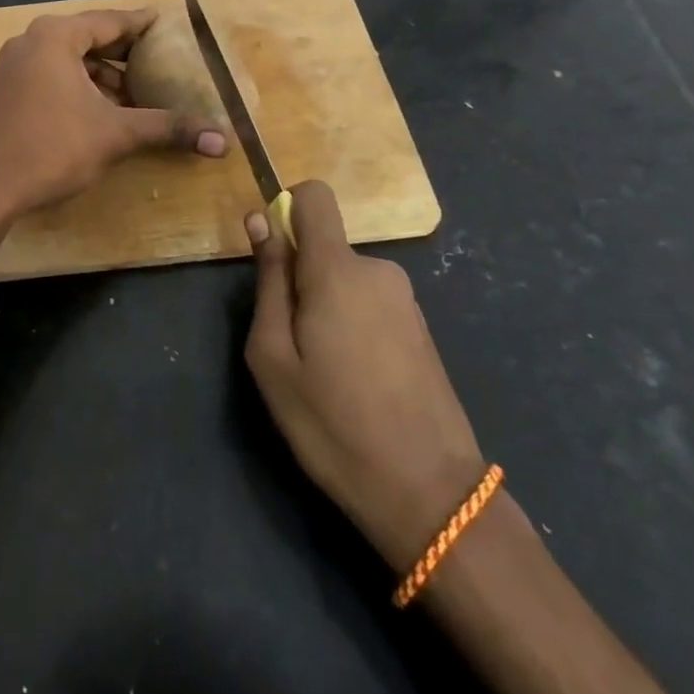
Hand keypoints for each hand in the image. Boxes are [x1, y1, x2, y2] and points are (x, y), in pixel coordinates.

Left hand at [0, 9, 225, 220]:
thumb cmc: (51, 147)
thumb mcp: (115, 134)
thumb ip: (167, 128)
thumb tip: (223, 139)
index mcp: (56, 36)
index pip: (110, 21)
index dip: (142, 24)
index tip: (167, 24)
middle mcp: (32, 41)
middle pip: (89, 39)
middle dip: (125, 54)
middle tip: (160, 61)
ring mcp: (15, 66)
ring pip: (70, 61)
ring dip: (102, 76)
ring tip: (136, 94)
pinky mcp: (8, 91)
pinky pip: (53, 76)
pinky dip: (80, 87)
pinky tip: (102, 111)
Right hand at [243, 180, 485, 568]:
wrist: (431, 497)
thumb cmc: (334, 424)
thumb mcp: (274, 357)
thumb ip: (269, 281)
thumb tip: (262, 221)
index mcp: (337, 270)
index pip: (314, 196)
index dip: (287, 210)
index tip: (273, 256)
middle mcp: (377, 270)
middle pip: (324, 247)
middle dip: (301, 280)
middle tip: (293, 345)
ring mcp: (405, 300)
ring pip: (345, 280)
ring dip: (327, 308)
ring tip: (326, 373)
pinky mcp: (421, 328)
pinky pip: (370, 304)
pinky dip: (353, 326)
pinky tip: (358, 383)